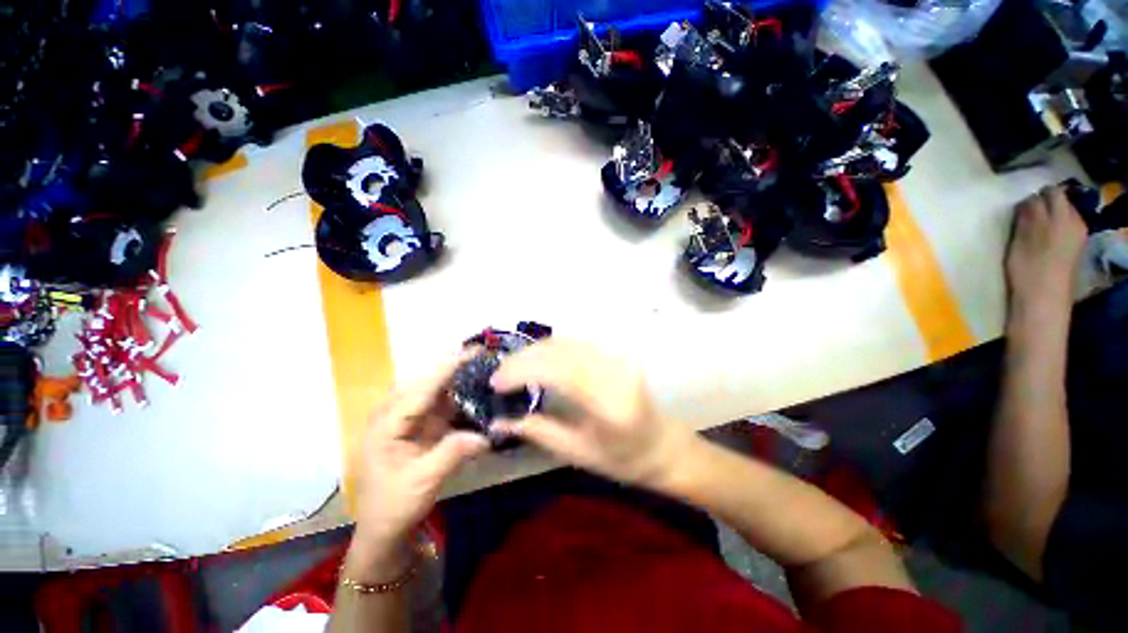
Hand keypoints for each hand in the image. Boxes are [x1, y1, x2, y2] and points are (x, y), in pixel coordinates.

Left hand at [349, 351, 489, 575]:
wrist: (385, 529)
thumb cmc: (395, 506)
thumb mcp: (422, 482)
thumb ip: (452, 454)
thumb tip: (485, 436)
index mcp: (387, 425)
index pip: (420, 390)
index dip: (447, 369)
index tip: (470, 353)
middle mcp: (394, 415)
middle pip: (425, 382)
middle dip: (452, 367)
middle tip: (481, 355)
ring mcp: (407, 420)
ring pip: (432, 390)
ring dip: (455, 377)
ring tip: (481, 365)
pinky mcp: (419, 426)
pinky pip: (439, 403)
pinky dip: (457, 394)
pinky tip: (474, 389)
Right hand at [490, 340, 693, 487]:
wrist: (662, 444)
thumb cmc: (623, 458)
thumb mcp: (578, 454)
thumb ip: (539, 432)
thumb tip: (499, 420)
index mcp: (609, 404)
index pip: (560, 371)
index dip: (523, 370)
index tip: (496, 382)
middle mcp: (614, 373)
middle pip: (561, 350)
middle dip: (523, 358)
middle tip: (499, 374)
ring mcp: (617, 358)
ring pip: (567, 341)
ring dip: (534, 350)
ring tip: (513, 367)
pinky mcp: (615, 353)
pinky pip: (576, 342)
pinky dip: (550, 347)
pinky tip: (537, 359)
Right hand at [1005, 186, 1087, 312]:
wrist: (1044, 299)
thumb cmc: (1028, 268)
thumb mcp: (1022, 239)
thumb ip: (1028, 217)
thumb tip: (1027, 202)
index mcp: (1062, 216)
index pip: (1049, 193)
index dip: (1033, 197)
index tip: (1019, 206)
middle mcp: (1074, 220)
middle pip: (1060, 201)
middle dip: (1044, 203)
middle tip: (1026, 214)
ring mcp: (1077, 235)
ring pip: (1063, 213)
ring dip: (1049, 215)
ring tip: (1033, 226)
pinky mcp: (1075, 247)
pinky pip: (1067, 225)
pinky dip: (1055, 225)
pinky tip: (1045, 237)